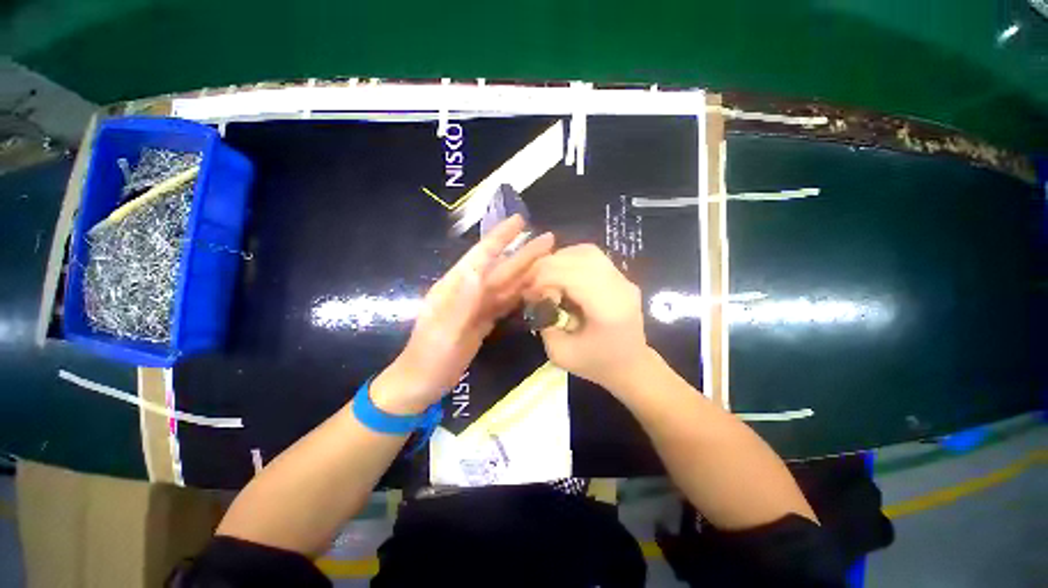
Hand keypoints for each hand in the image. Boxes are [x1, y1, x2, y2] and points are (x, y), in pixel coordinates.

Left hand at [371, 215, 553, 413]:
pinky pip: (506, 303)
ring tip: (549, 261)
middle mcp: (469, 291)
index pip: (481, 256)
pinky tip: (535, 289)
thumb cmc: (429, 357)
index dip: (500, 237)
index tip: (520, 221)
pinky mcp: (484, 320)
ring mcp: (478, 306)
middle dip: (524, 253)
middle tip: (549, 238)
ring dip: (527, 272)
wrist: (422, 383)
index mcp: (455, 287)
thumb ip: (462, 301)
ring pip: (506, 284)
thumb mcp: (444, 331)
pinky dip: (521, 294)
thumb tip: (478, 269)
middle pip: (501, 268)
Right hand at [524, 244, 653, 393]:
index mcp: (608, 310)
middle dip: (547, 266)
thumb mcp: (560, 354)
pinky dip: (571, 258)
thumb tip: (537, 296)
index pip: (572, 277)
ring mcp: (624, 279)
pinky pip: (592, 256)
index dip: (544, 279)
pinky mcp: (621, 276)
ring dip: (559, 259)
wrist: (631, 366)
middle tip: (531, 283)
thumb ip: (545, 322)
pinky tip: (561, 273)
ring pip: (586, 252)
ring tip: (545, 276)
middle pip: (579, 259)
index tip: (529, 294)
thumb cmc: (596, 365)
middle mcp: (620, 288)